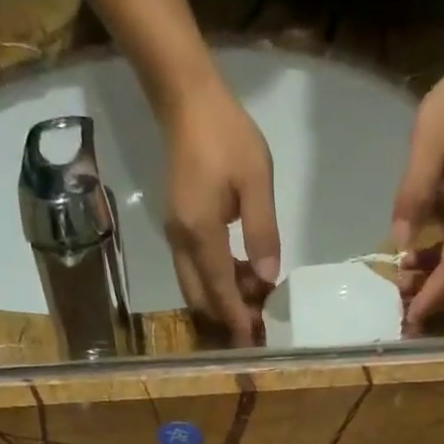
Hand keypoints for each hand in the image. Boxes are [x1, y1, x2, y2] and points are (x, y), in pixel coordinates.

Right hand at [161, 80, 280, 337]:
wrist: (187, 102)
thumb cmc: (226, 136)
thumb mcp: (256, 180)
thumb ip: (263, 232)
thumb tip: (268, 277)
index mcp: (200, 233)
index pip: (220, 290)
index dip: (237, 318)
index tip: (252, 340)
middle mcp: (181, 242)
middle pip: (200, 298)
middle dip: (227, 316)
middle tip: (259, 321)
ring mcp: (175, 236)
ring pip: (195, 287)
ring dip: (222, 300)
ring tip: (257, 296)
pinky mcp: (178, 228)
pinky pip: (194, 270)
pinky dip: (216, 282)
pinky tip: (242, 273)